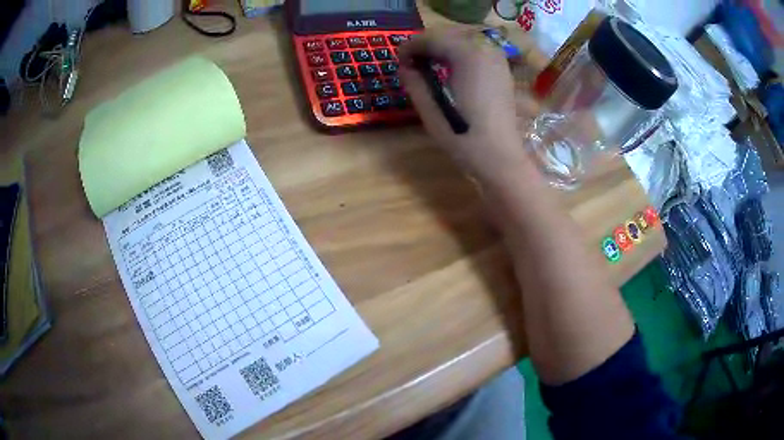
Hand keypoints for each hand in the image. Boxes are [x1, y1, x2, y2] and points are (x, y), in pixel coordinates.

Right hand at [398, 27, 534, 183]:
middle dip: (426, 45)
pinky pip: (477, 49)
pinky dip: (460, 52)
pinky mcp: (502, 69)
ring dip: (443, 47)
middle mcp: (485, 48)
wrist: (500, 157)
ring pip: (463, 39)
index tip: (398, 62)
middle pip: (447, 33)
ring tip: (429, 66)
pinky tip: (452, 69)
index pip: (431, 38)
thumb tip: (404, 66)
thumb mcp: (430, 109)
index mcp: (467, 54)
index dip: (410, 47)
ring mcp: (497, 58)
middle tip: (411, 64)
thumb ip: (414, 81)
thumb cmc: (463, 136)